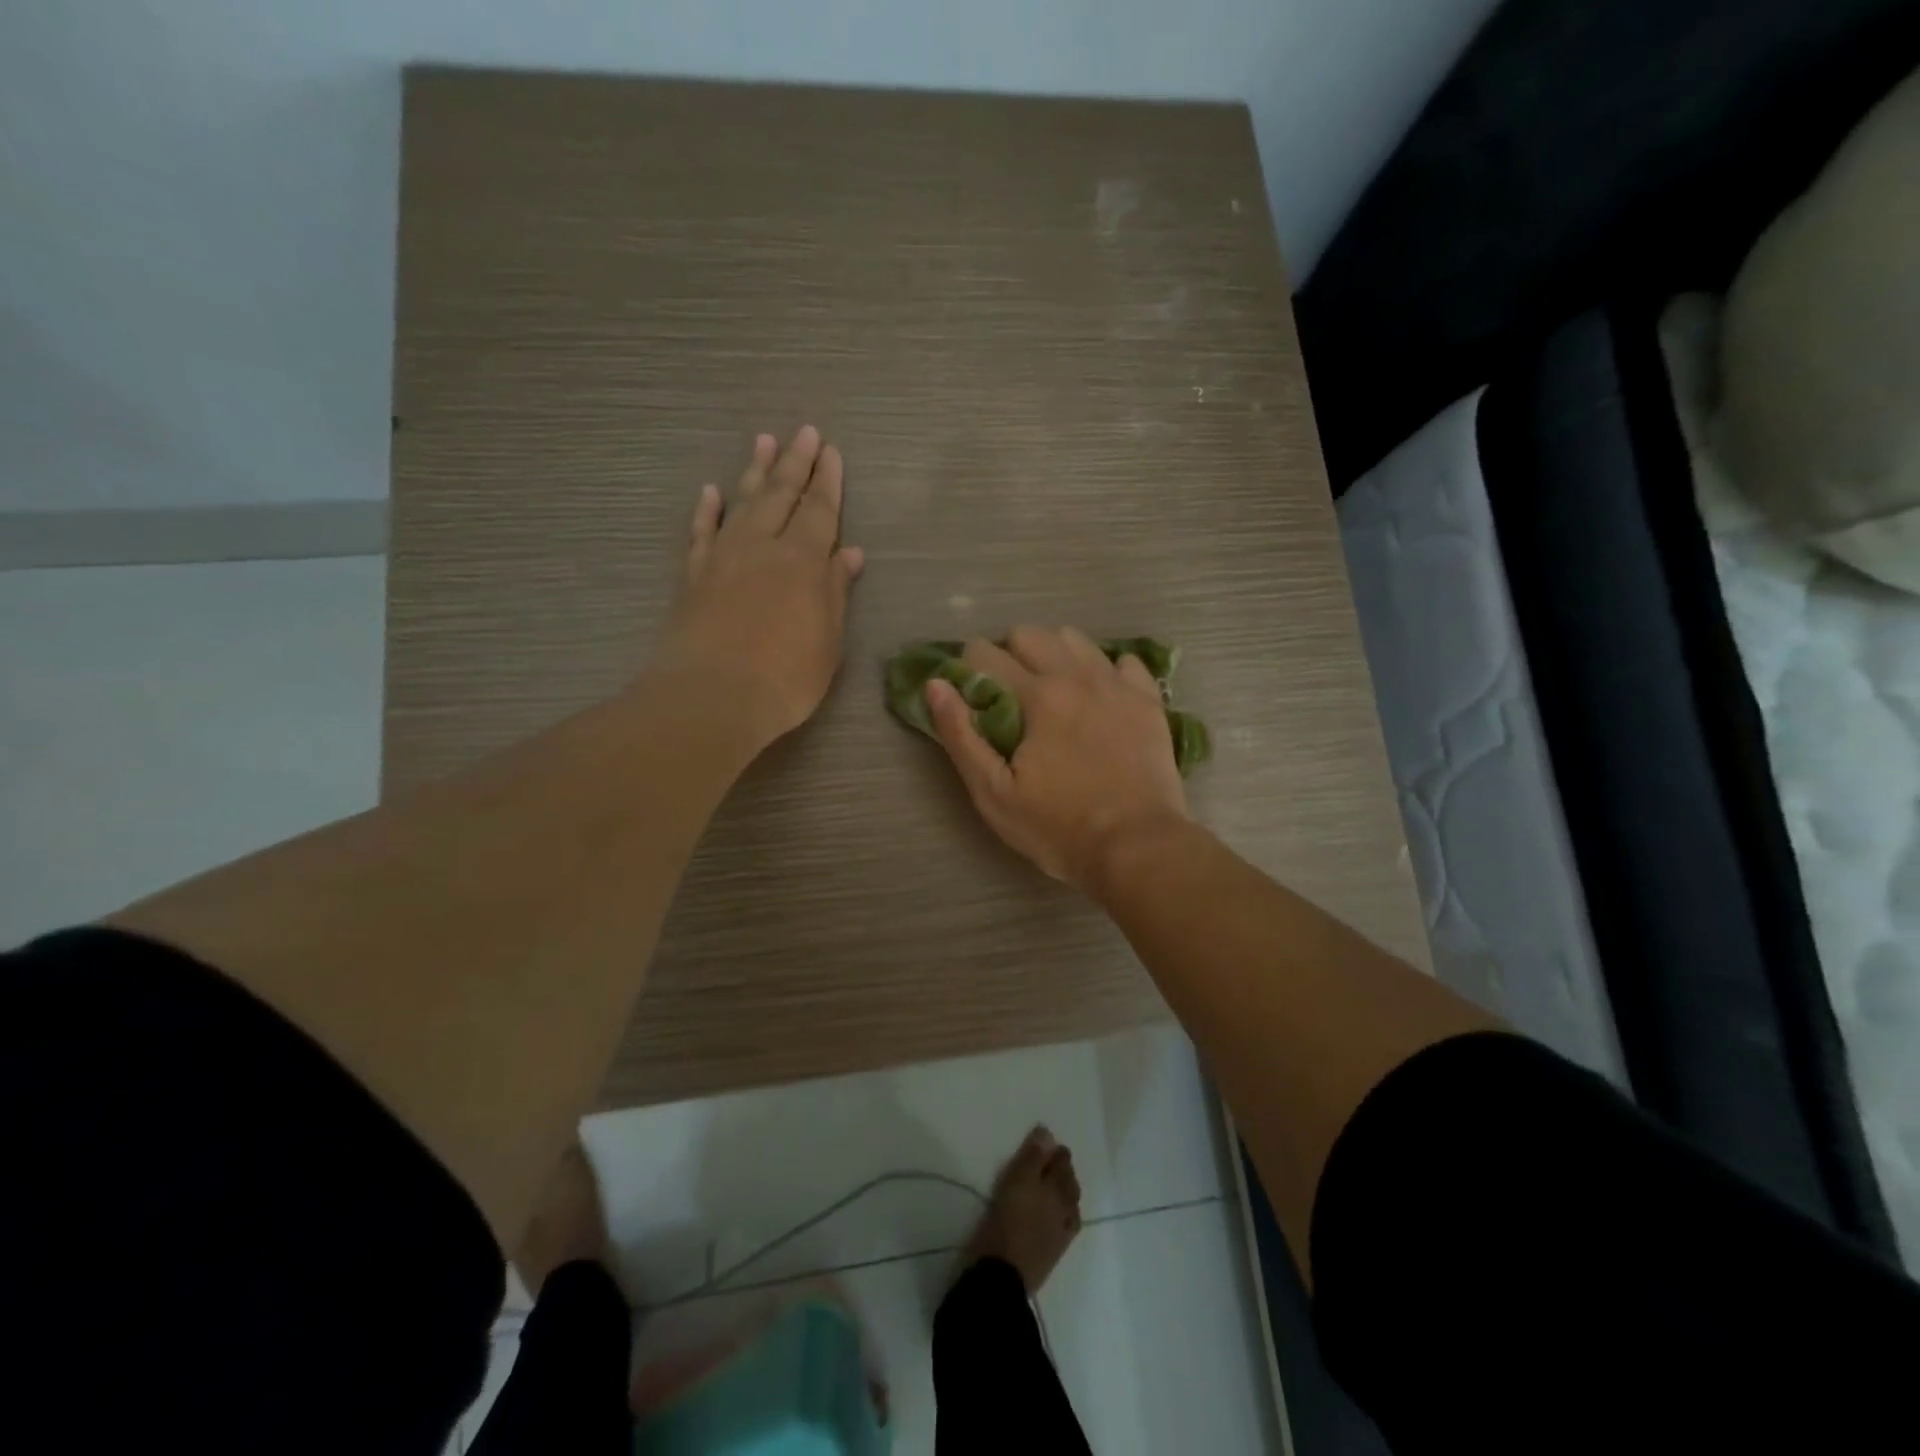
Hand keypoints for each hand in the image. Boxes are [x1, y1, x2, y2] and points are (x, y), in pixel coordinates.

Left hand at [651, 426, 864, 754]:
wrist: (711, 697)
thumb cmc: (785, 679)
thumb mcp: (828, 642)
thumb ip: (835, 592)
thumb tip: (849, 554)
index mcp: (804, 562)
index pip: (820, 511)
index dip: (827, 481)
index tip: (831, 451)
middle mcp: (763, 548)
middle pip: (781, 495)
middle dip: (796, 463)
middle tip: (804, 431)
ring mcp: (724, 558)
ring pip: (742, 503)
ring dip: (755, 472)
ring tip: (764, 442)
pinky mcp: (693, 576)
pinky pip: (701, 533)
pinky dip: (707, 511)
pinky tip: (712, 493)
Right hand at [926, 626, 1188, 891]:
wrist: (1137, 848)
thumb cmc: (1058, 828)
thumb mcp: (993, 794)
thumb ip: (960, 735)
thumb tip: (936, 685)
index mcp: (1038, 696)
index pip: (985, 654)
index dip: (967, 670)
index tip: (971, 698)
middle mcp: (1077, 676)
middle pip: (1030, 634)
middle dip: (1008, 655)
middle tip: (1008, 696)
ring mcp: (1118, 684)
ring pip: (1075, 639)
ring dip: (1053, 654)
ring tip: (1051, 691)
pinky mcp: (1148, 700)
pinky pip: (1123, 661)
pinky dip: (1105, 670)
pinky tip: (1099, 697)